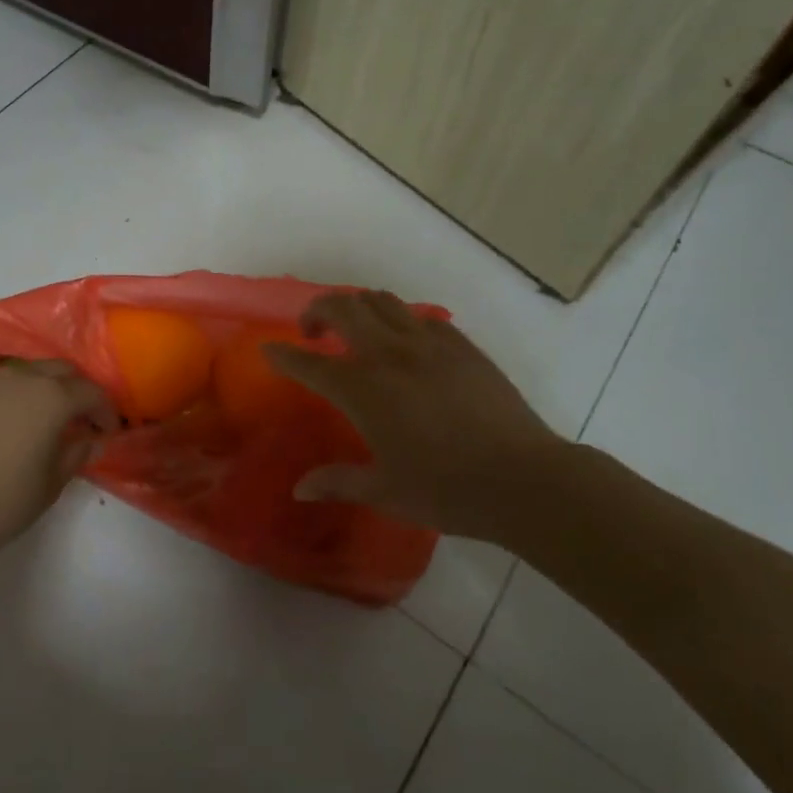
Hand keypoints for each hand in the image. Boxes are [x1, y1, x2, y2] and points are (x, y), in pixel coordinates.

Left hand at [0, 359, 118, 559]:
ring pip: (20, 374)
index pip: (90, 392)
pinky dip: (2, 403)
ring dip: (37, 390)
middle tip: (77, 417)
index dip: (104, 410)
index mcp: (50, 397)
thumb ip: (77, 453)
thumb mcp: (52, 483)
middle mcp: (17, 378)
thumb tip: (91, 440)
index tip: (107, 430)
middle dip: (75, 389)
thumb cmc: (3, 501)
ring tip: (36, 419)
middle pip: (58, 370)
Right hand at [263, 291, 568, 541]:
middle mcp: (389, 354)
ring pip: (381, 301)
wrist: (523, 478)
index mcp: (362, 390)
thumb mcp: (385, 491)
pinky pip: (422, 316)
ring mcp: (428, 343)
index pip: (308, 363)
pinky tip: (408, 345)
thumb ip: (338, 482)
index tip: (269, 349)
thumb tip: (299, 489)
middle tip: (314, 332)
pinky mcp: (461, 344)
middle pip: (342, 307)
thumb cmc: (446, 490)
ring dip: (358, 307)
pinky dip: (403, 321)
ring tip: (356, 329)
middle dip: (317, 310)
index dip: (282, 354)